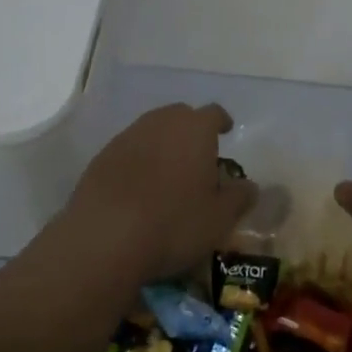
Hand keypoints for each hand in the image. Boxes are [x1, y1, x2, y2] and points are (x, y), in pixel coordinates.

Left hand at [63, 103, 256, 283]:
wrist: (104, 238)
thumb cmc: (173, 223)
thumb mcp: (219, 218)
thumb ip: (239, 197)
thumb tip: (250, 186)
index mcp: (195, 129)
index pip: (213, 113)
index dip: (221, 122)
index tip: (226, 131)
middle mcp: (160, 123)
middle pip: (180, 116)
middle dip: (191, 130)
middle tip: (198, 155)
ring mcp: (126, 137)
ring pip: (151, 130)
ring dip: (163, 144)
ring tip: (169, 172)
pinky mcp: (101, 158)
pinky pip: (128, 150)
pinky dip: (138, 160)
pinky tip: (139, 186)